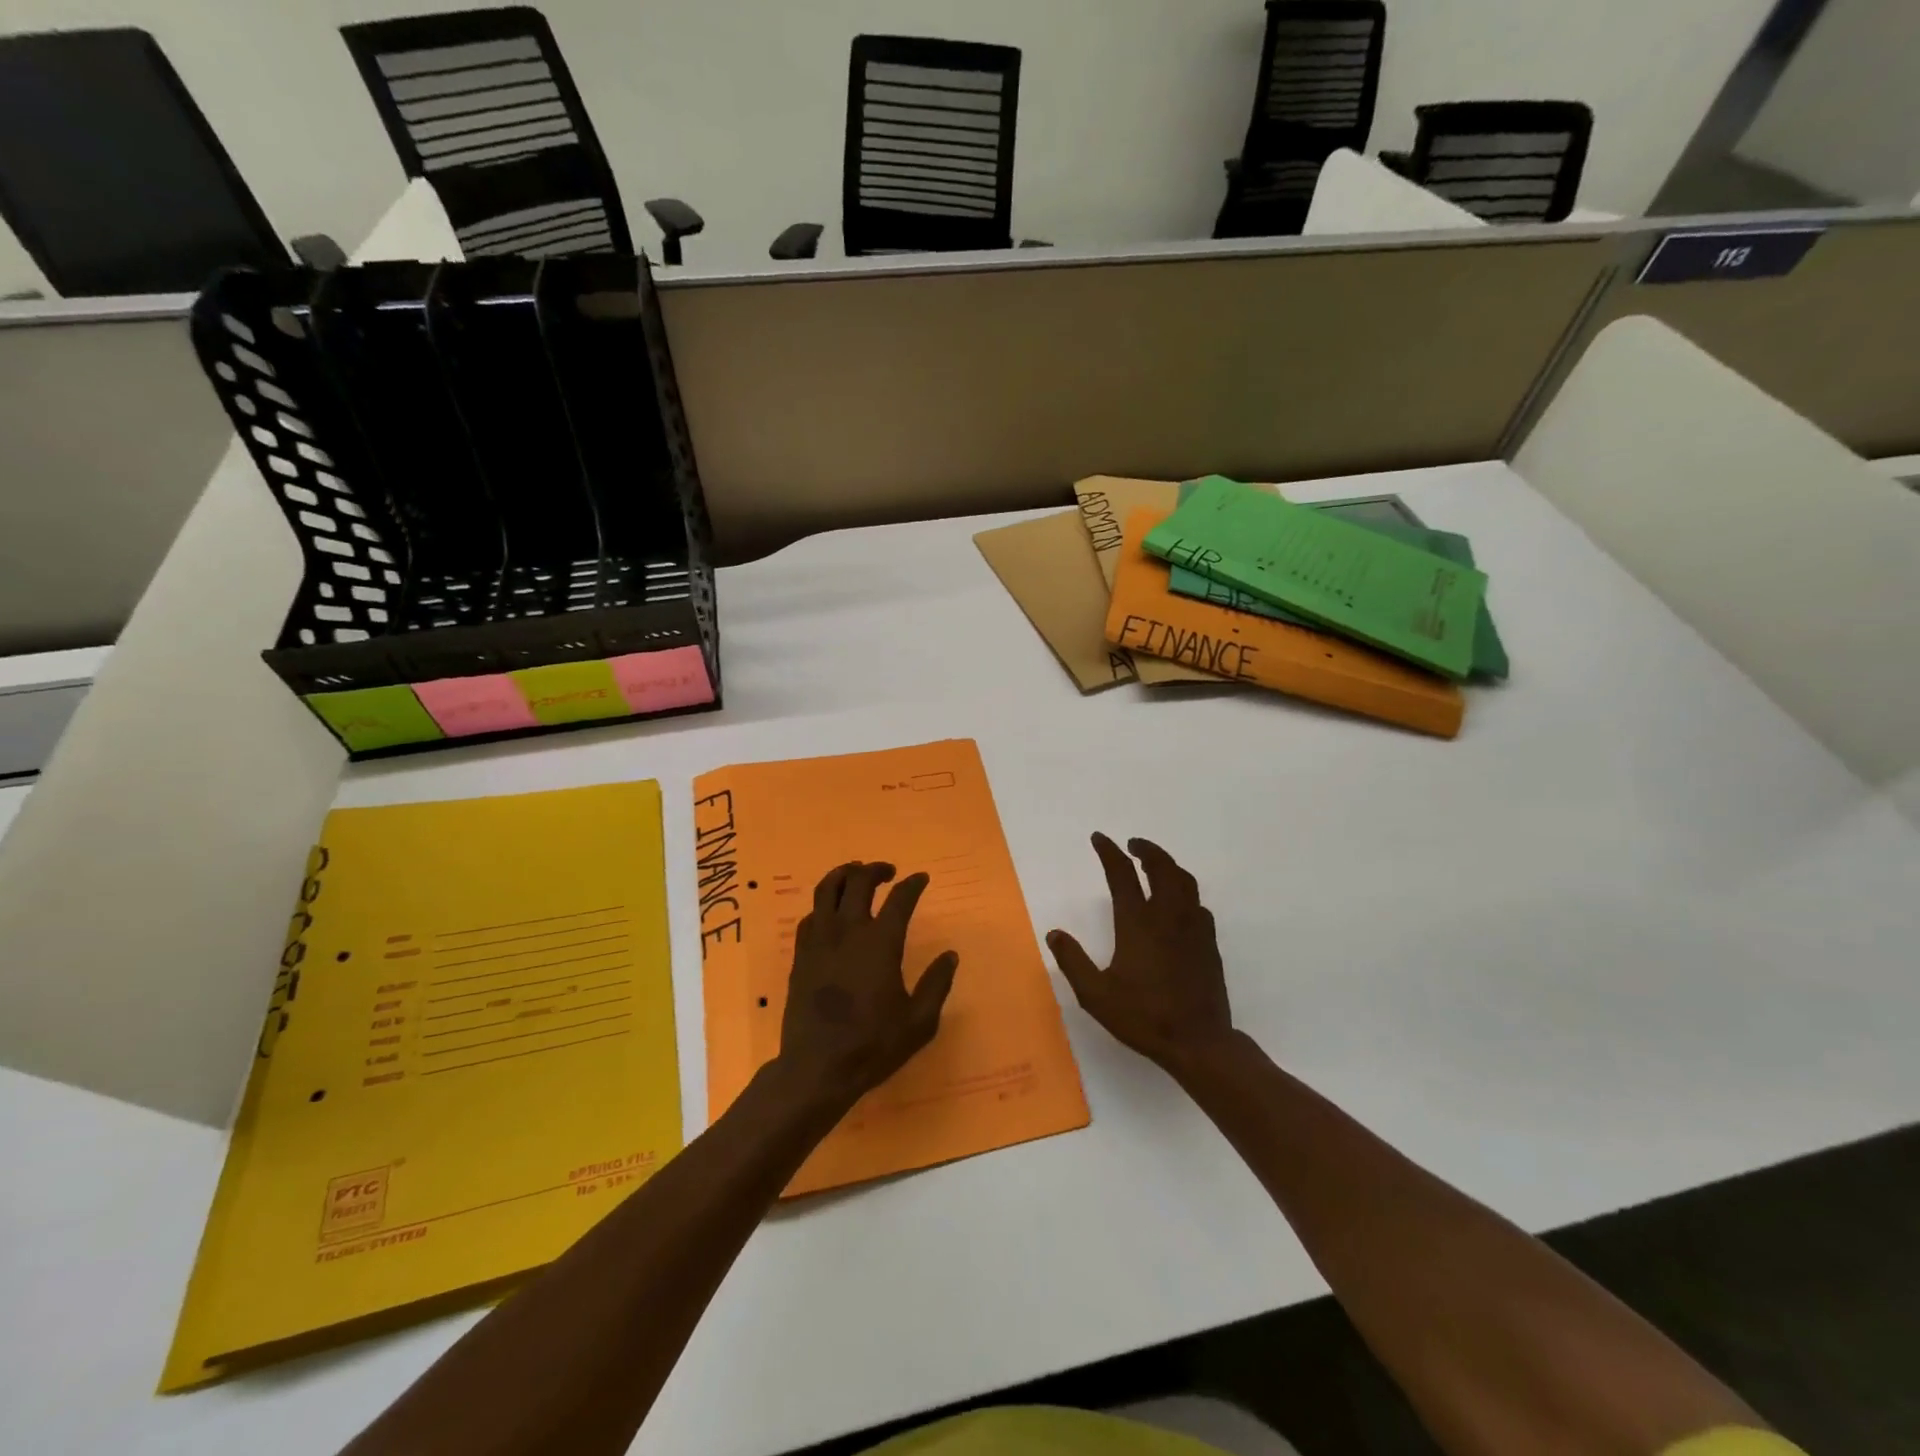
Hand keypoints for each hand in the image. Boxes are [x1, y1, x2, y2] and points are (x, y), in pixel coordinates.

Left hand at [774, 862, 959, 1115]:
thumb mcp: (919, 1022)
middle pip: (858, 881)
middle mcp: (849, 931)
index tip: (921, 878)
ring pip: (826, 889)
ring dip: (844, 874)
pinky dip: (823, 905)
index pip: (900, 898)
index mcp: (881, 943)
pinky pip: (810, 915)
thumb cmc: (873, 1045)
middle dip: (875, 869)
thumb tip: (950, 956)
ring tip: (855, 874)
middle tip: (888, 872)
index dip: (913, 884)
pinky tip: (831, 913)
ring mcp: (820, 941)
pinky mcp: (801, 955)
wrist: (816, 1068)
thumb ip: (937, 984)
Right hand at [1047, 834, 1234, 1076]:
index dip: (1109, 852)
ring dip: (1168, 865)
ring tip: (1155, 865)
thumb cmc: (1143, 1017)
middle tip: (1132, 844)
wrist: (1198, 1042)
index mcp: (1137, 923)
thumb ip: (1073, 961)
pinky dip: (1185, 893)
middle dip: (1146, 850)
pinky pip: (1198, 905)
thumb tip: (1054, 934)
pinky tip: (1179, 905)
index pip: (1122, 874)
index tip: (1099, 838)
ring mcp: (1193, 928)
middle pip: (1161, 867)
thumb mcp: (1095, 995)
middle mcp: (1167, 917)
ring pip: (1185, 882)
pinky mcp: (1208, 944)